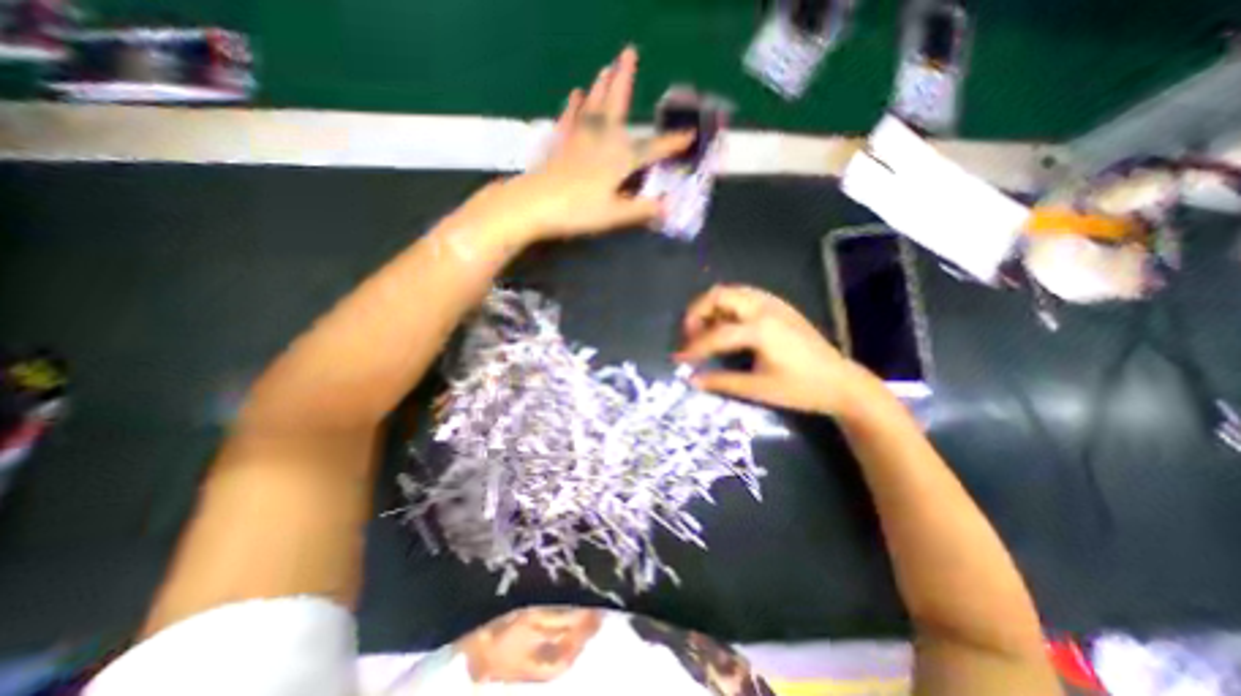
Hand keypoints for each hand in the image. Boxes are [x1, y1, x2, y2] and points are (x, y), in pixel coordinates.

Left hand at [479, 46, 693, 240]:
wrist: (535, 205)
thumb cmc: (578, 211)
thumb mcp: (615, 215)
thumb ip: (642, 210)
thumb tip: (669, 208)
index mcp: (619, 159)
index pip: (652, 149)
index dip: (671, 143)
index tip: (689, 134)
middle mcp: (602, 140)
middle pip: (616, 106)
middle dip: (624, 80)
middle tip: (629, 52)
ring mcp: (578, 138)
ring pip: (593, 106)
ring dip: (601, 86)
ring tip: (606, 67)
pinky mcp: (560, 143)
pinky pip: (569, 119)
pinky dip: (573, 106)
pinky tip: (576, 94)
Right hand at [675, 284, 876, 414]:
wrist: (841, 382)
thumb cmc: (800, 389)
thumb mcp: (758, 389)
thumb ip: (722, 381)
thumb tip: (692, 380)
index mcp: (759, 329)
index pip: (715, 334)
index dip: (693, 348)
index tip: (678, 358)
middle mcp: (764, 308)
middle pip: (718, 295)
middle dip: (697, 313)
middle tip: (692, 336)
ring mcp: (773, 303)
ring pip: (731, 291)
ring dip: (712, 307)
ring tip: (708, 330)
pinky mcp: (780, 306)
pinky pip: (745, 295)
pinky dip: (728, 305)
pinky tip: (729, 325)